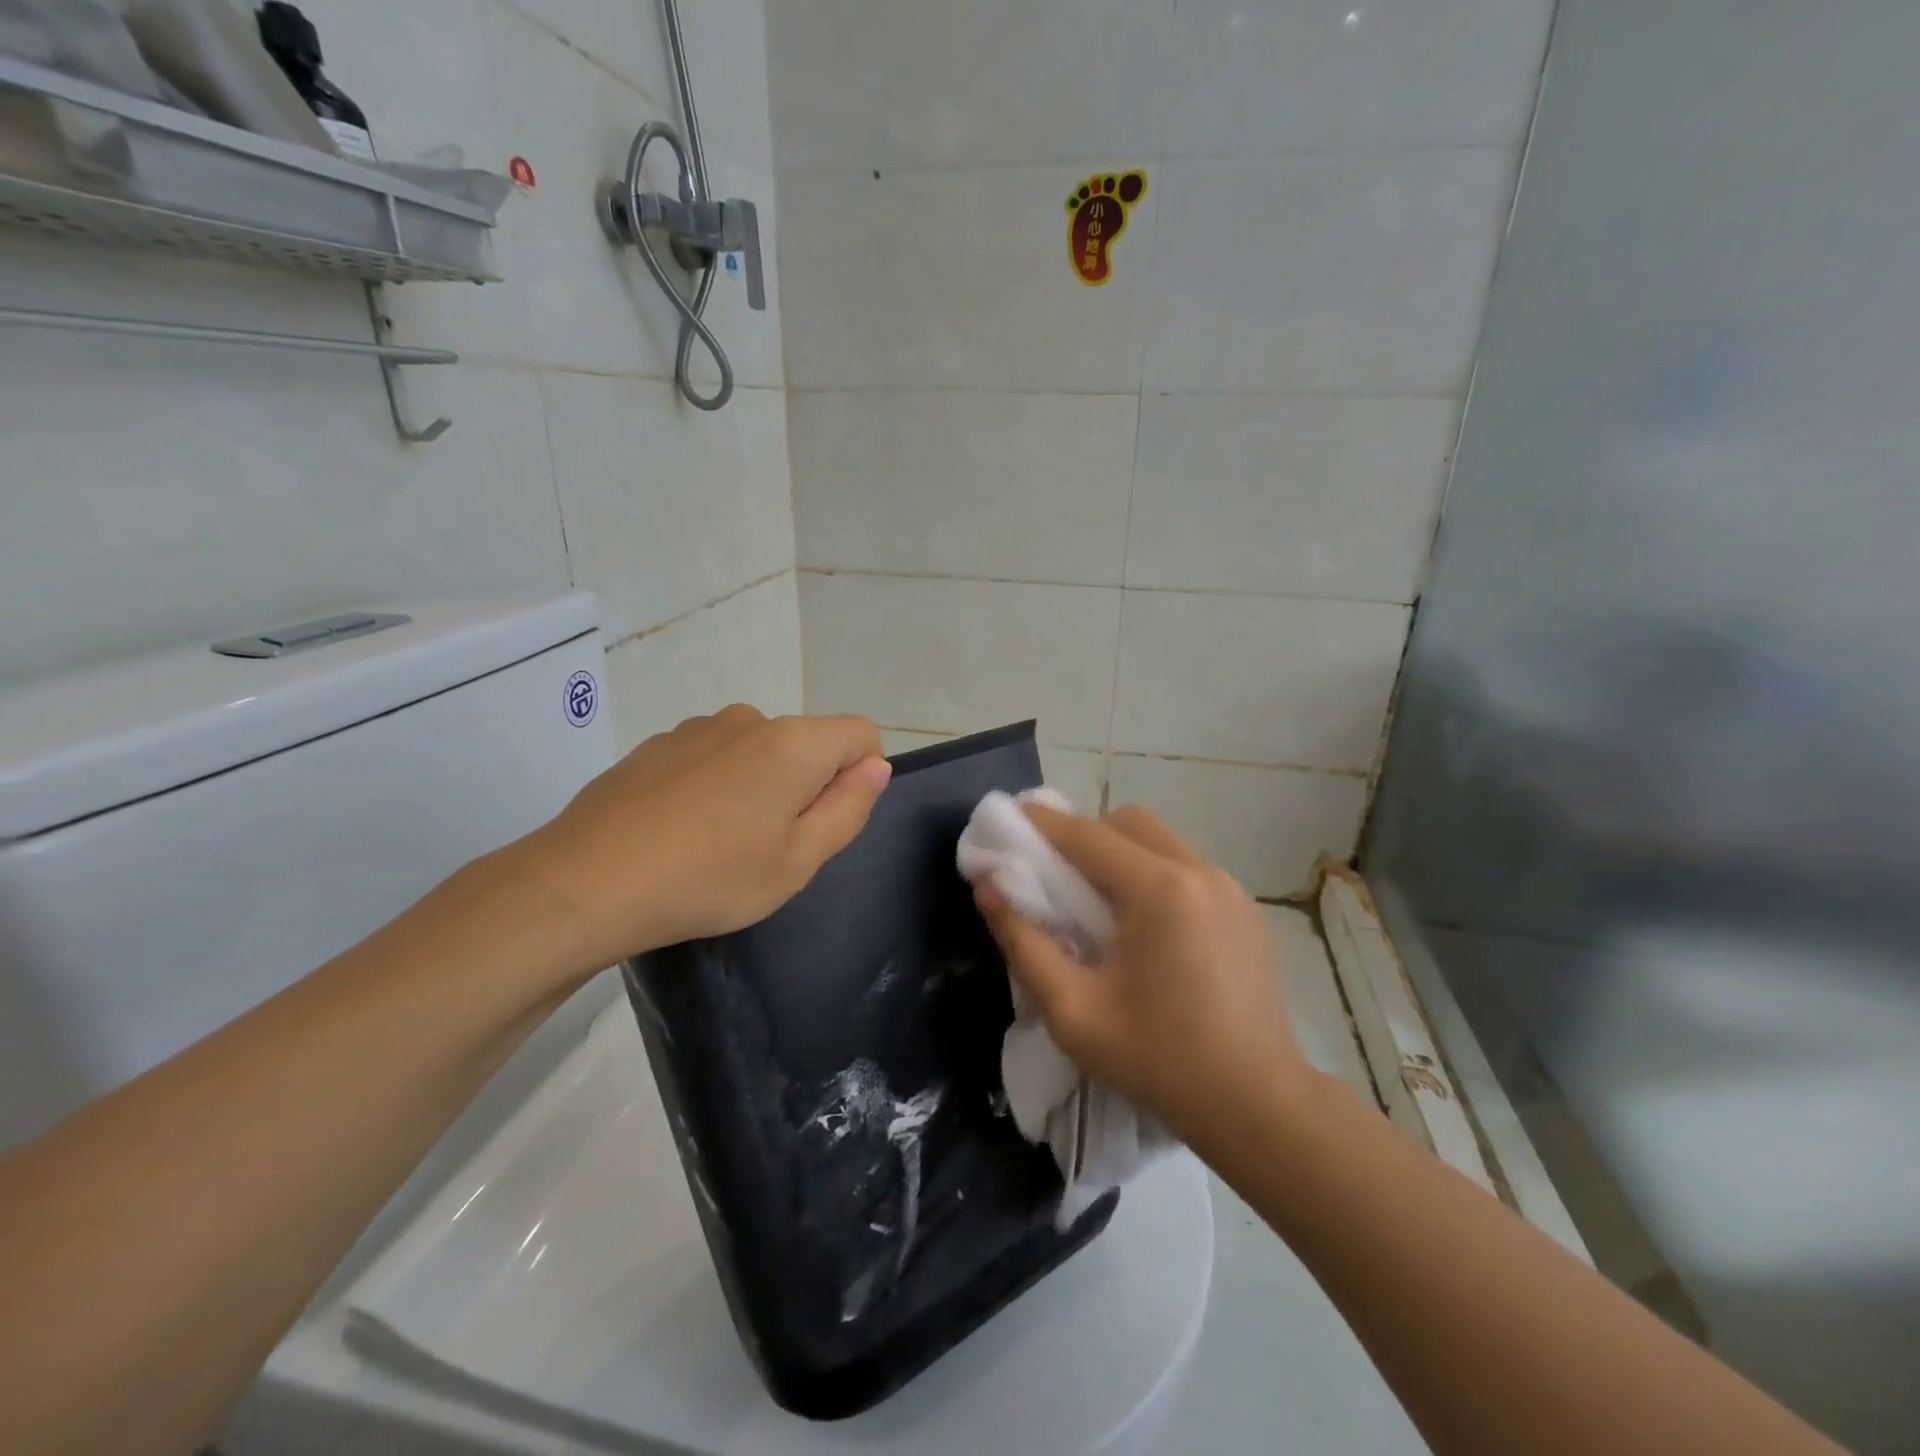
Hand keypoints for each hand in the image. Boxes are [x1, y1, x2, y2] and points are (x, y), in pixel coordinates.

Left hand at [508, 705, 890, 975]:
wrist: (585, 883)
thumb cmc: (711, 877)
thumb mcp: (798, 860)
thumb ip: (848, 807)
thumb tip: (875, 766)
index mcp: (794, 743)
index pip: (860, 733)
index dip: (861, 774)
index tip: (826, 820)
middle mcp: (749, 719)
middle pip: (806, 743)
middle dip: (805, 786)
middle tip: (771, 846)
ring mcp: (697, 728)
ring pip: (757, 751)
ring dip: (757, 785)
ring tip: (719, 842)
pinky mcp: (657, 745)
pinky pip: (711, 757)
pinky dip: (713, 785)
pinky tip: (679, 830)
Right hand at [973, 802, 1311, 1151]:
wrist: (1257, 1106)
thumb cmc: (1157, 1060)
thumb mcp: (1073, 1010)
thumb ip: (1024, 943)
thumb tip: (987, 888)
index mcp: (1158, 891)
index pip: (1086, 834)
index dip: (1042, 823)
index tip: (1008, 818)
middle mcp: (1198, 872)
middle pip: (1127, 822)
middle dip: (1084, 834)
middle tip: (1056, 874)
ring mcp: (1230, 887)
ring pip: (1160, 839)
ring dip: (1120, 852)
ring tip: (1099, 901)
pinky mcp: (1245, 907)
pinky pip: (1186, 865)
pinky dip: (1153, 872)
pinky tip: (1145, 924)